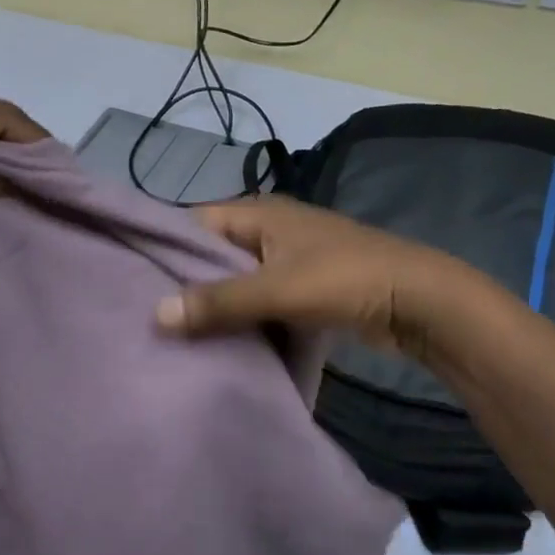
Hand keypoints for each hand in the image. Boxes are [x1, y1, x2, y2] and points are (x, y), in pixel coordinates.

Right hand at [154, 196, 494, 363]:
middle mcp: (268, 228)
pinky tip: (216, 341)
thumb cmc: (345, 280)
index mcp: (259, 213)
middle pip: (211, 253)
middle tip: (147, 312)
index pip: (193, 222)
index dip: (164, 246)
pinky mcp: (302, 287)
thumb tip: (156, 315)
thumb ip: (218, 302)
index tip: (132, 278)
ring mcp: (287, 258)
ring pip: (234, 279)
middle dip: (184, 281)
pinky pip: (257, 298)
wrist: (422, 303)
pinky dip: (240, 316)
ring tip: (172, 332)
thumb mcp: (277, 289)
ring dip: (213, 303)